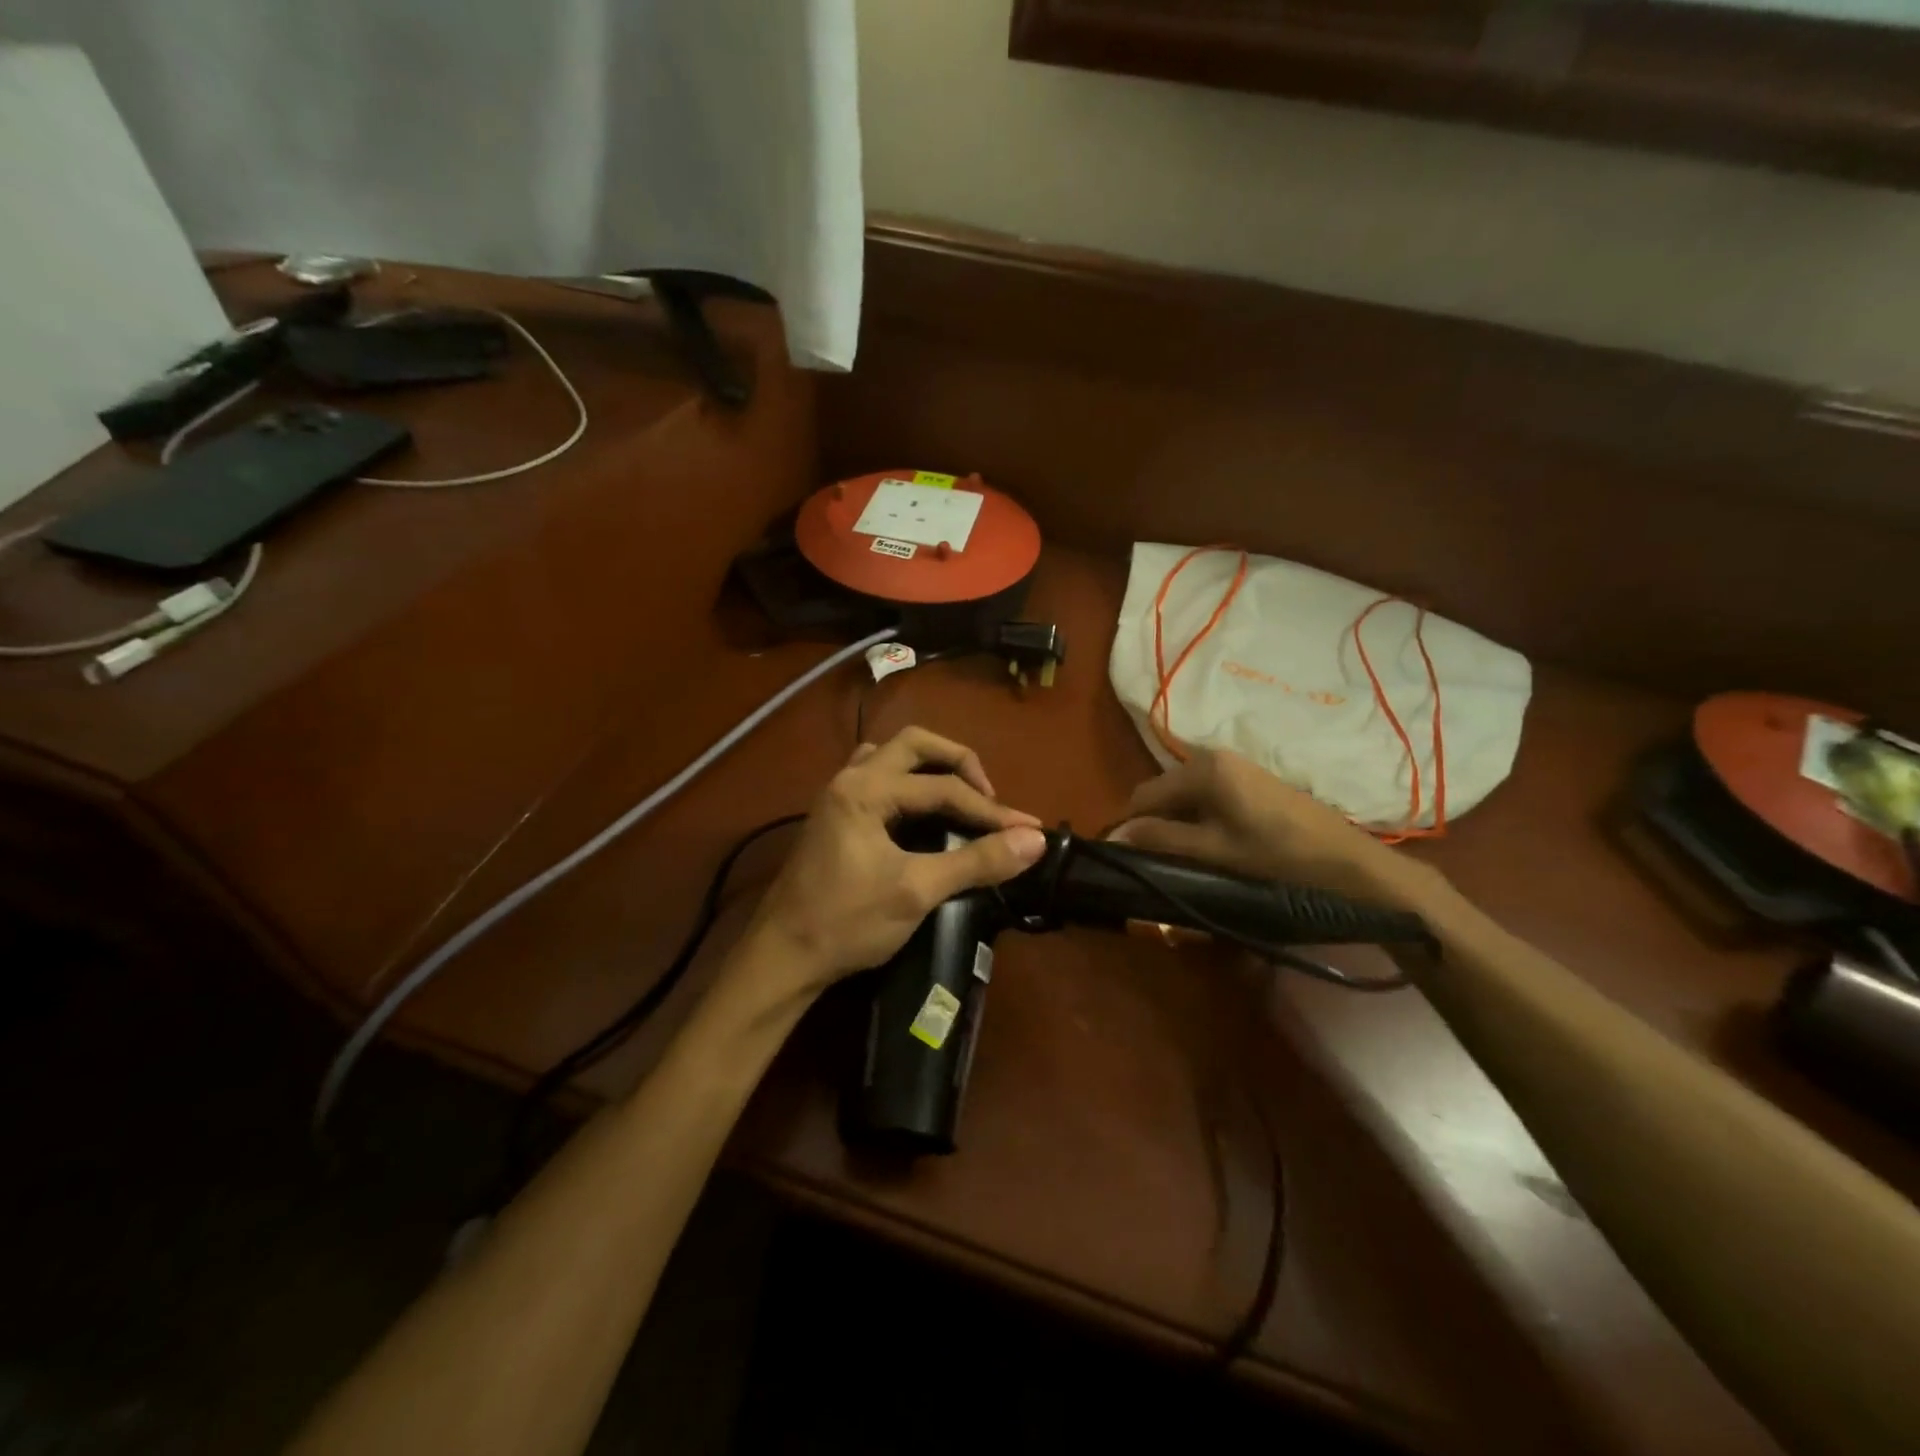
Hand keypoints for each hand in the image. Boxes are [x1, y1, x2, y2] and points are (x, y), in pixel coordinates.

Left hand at [742, 727, 1047, 997]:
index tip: (1029, 831)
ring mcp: (838, 795)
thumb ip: (977, 861)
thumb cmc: (847, 923)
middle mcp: (849, 779)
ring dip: (929, 767)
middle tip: (988, 796)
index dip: (990, 810)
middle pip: (914, 744)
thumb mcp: (917, 891)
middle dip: (958, 762)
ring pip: (891, 756)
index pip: (942, 787)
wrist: (783, 958)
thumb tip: (1035, 841)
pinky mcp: (835, 816)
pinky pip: (876, 777)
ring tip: (959, 796)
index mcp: (865, 789)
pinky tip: (920, 812)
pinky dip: (906, 783)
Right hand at [1110, 748, 1436, 908]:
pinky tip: (1215, 848)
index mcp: (1203, 769)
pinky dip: (1202, 821)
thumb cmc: (1279, 858)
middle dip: (1156, 826)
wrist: (1351, 864)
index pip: (1143, 795)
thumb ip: (1162, 840)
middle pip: (1164, 793)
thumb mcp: (1214, 852)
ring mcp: (1237, 767)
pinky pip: (1209, 797)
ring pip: (1186, 797)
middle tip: (1162, 866)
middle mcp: (1214, 757)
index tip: (1131, 862)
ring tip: (1188, 861)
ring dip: (1179, 826)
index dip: (1131, 828)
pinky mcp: (1253, 780)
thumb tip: (1116, 836)